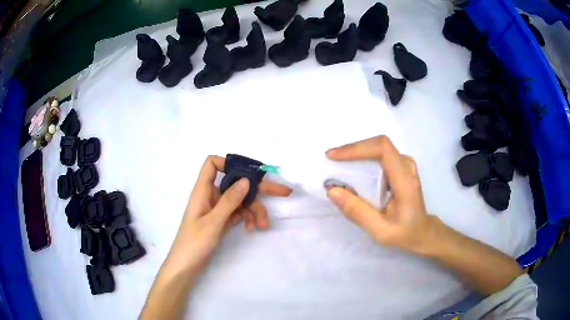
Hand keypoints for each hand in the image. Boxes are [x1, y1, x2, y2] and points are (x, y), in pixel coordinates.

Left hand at [164, 155, 291, 274]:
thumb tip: (246, 180)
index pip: (212, 164)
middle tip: (283, 192)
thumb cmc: (194, 243)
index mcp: (203, 190)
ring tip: (263, 225)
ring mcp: (217, 209)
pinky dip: (247, 218)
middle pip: (235, 183)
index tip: (249, 174)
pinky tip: (253, 228)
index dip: (229, 163)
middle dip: (258, 188)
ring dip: (255, 210)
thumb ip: (229, 201)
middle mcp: (211, 196)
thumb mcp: (213, 222)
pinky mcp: (222, 220)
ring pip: (240, 200)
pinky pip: (239, 213)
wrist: (186, 266)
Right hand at [325, 135, 434, 253]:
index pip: (383, 150)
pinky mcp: (402, 167)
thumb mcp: (379, 231)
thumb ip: (357, 212)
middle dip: (353, 149)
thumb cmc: (404, 233)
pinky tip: (353, 168)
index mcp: (405, 181)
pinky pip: (380, 154)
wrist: (422, 232)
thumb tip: (332, 190)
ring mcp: (406, 165)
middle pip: (379, 144)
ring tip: (339, 163)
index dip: (357, 148)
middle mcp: (407, 167)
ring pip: (379, 147)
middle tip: (331, 159)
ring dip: (357, 152)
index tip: (334, 156)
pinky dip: (364, 157)